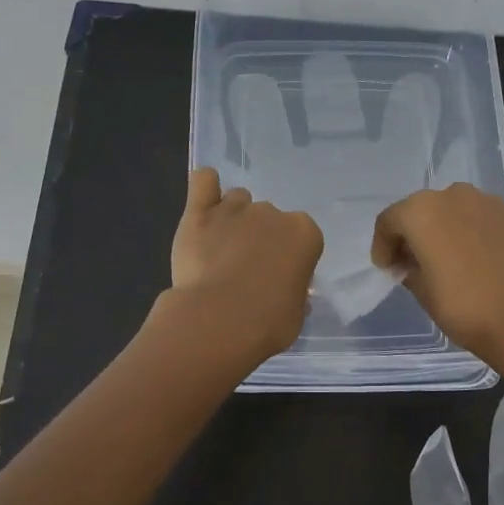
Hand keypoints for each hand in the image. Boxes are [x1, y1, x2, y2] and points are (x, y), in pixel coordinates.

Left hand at [168, 168, 323, 362]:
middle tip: (245, 270)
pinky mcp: (199, 212)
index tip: (277, 279)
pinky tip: (204, 203)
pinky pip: (204, 181)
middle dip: (259, 238)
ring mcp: (234, 209)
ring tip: (220, 248)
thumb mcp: (296, 314)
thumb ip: (293, 293)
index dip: (288, 257)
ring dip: (233, 218)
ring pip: (237, 200)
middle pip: (268, 217)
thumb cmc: (267, 324)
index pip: (301, 236)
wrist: (219, 321)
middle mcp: (272, 213)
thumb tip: (285, 292)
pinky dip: (205, 187)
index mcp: (304, 233)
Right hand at [372, 183, 503, 370]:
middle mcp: (453, 196)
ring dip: (444, 229)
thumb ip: (409, 269)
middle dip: (414, 233)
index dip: (383, 245)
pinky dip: (472, 233)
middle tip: (413, 263)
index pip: (390, 220)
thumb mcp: (422, 292)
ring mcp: (488, 203)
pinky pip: (481, 219)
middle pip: (422, 209)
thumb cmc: (463, 307)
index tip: (388, 268)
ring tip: (448, 260)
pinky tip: (477, 260)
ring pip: (454, 210)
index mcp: (422, 211)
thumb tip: (411, 263)